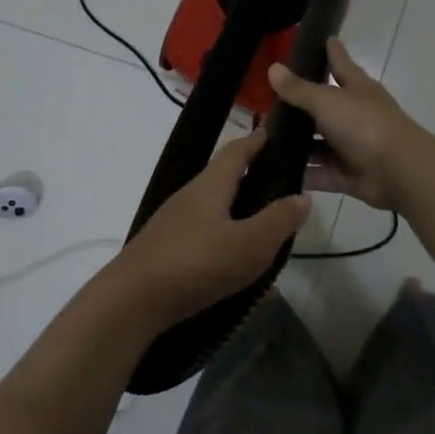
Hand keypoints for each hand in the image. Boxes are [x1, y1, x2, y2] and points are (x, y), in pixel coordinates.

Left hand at [99, 131, 311, 325]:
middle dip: (252, 178)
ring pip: (215, 210)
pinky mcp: (165, 251)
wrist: (131, 301)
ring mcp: (174, 224)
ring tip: (267, 231)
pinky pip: (204, 237)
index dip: (257, 140)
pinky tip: (238, 265)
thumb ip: (279, 220)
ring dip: (240, 215)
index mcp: (210, 185)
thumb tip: (303, 195)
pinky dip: (226, 242)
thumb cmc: (196, 263)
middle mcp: (189, 197)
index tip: (276, 131)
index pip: (237, 151)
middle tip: (283, 186)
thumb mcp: (250, 244)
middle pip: (224, 179)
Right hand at [268, 39, 420, 211]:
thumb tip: (273, 68)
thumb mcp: (327, 101)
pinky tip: (276, 172)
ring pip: (318, 144)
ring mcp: (351, 147)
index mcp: (357, 89)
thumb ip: (299, 89)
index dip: (332, 51)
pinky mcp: (347, 175)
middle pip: (324, 107)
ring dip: (296, 144)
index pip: (340, 63)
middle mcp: (354, 115)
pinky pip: (319, 173)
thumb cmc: (365, 125)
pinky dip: (302, 173)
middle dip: (300, 106)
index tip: (324, 37)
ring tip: (265, 141)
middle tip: (267, 101)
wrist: (399, 171)